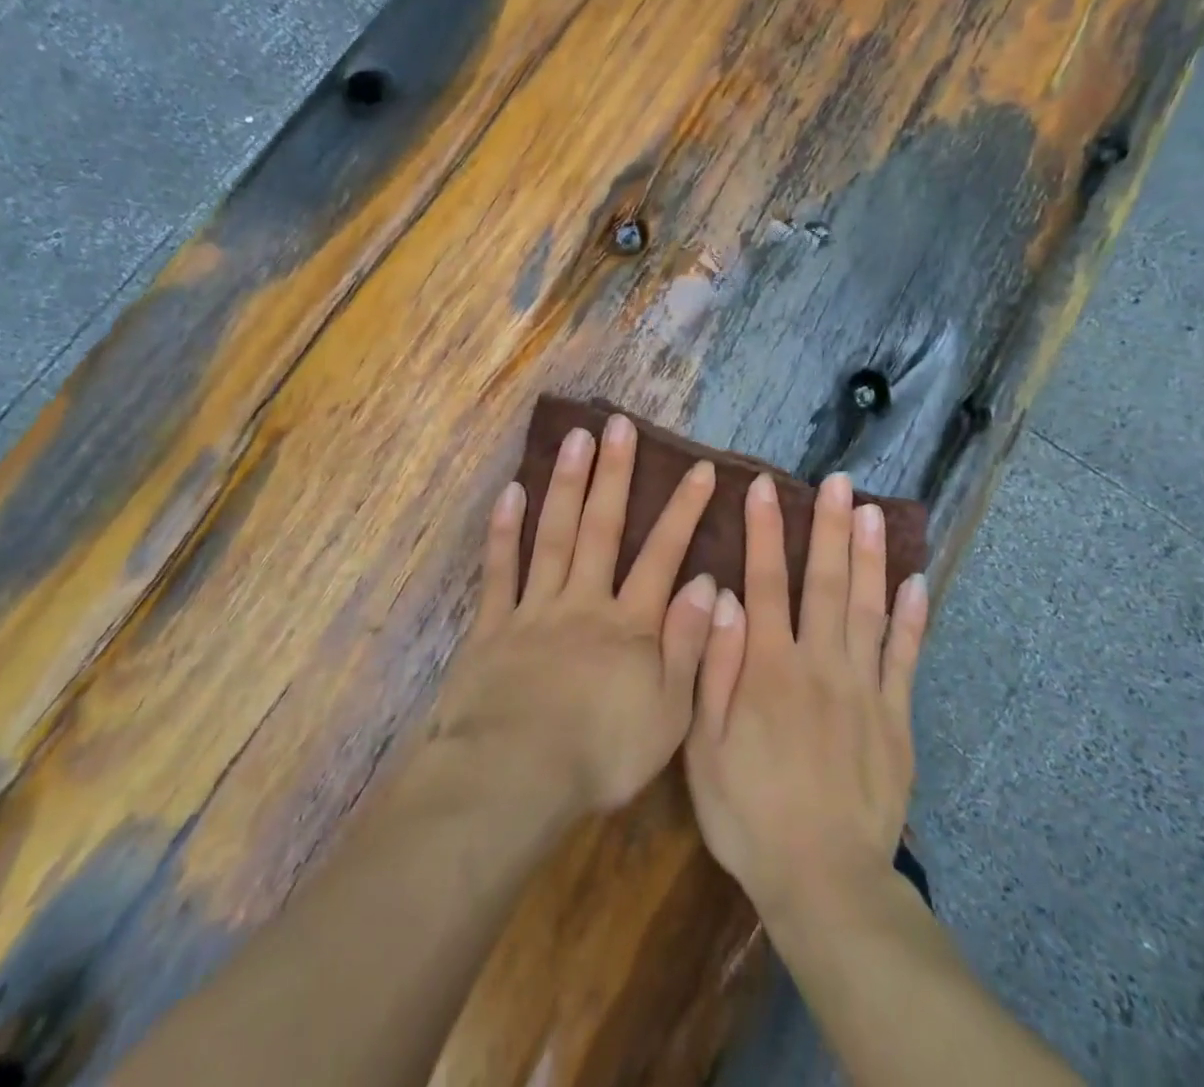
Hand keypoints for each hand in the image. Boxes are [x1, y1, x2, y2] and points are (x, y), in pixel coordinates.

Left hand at [432, 412, 720, 815]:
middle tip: (618, 425)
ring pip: (553, 535)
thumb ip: (689, 645)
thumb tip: (710, 584)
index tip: (699, 469)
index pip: (663, 556)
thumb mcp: (668, 713)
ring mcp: (535, 609)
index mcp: (630, 625)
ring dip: (566, 484)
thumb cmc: (600, 754)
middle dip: (614, 475)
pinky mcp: (493, 626)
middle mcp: (584, 602)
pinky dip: (505, 531)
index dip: (683, 511)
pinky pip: (500, 571)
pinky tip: (511, 492)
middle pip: (602, 528)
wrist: (514, 778)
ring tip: (574, 438)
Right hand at [684, 472, 930, 918]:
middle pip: (826, 583)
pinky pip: (907, 658)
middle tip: (838, 482)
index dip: (765, 531)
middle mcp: (819, 664)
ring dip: (871, 556)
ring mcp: (864, 688)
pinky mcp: (897, 717)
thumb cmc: (750, 814)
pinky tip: (918, 582)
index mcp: (769, 668)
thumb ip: (713, 668)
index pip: (765, 582)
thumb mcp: (704, 748)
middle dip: (830, 528)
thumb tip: (721, 597)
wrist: (824, 881)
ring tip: (874, 511)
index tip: (765, 487)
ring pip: (869, 608)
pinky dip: (913, 618)